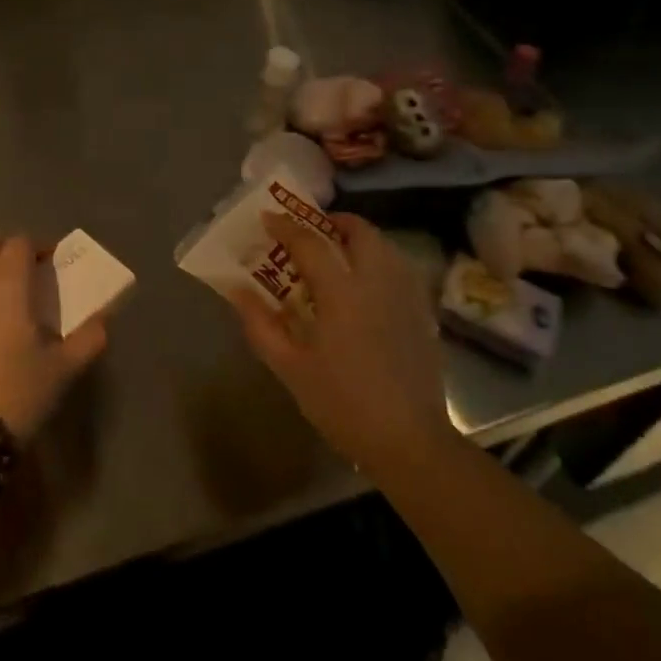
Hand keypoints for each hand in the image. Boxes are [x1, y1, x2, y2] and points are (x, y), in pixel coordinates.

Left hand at [0, 232, 107, 438]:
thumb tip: (105, 320)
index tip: (54, 262)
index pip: (20, 242)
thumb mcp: (63, 368)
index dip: (39, 246)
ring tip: (8, 287)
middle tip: (31, 270)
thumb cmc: (18, 389)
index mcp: (10, 283)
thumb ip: (89, 339)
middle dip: (9, 247)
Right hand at [229, 212, 448, 469]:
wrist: (409, 441)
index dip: (285, 227)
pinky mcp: (422, 313)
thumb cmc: (343, 404)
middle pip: (359, 231)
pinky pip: (400, 269)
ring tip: (338, 254)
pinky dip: (380, 261)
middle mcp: (376, 282)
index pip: (309, 243)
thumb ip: (261, 325)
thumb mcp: (291, 369)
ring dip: (359, 239)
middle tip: (312, 231)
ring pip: (385, 246)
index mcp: (341, 292)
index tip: (267, 219)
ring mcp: (405, 296)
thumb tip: (238, 291)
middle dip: (334, 222)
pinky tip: (367, 285)